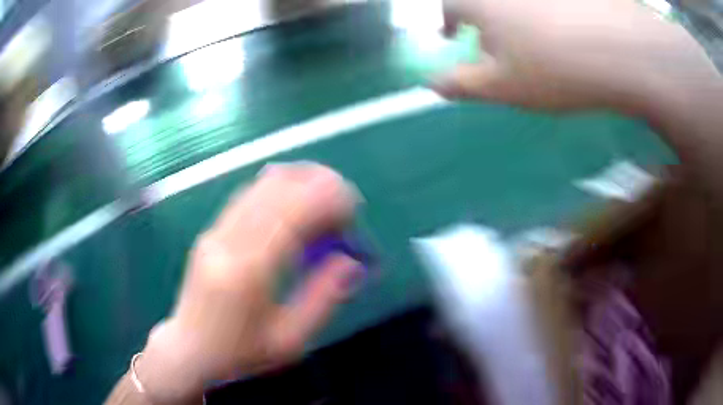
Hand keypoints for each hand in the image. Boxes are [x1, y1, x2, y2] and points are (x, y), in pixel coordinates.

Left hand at [136, 163, 360, 402]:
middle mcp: (228, 241)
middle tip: (344, 199)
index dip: (327, 200)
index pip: (292, 213)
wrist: (189, 349)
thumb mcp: (290, 340)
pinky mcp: (210, 231)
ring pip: (260, 186)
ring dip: (297, 181)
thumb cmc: (240, 353)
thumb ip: (323, 299)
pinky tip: (293, 201)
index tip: (353, 207)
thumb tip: (352, 262)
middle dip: (317, 184)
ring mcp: (215, 232)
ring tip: (324, 196)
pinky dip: (276, 188)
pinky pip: (247, 196)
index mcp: (249, 271)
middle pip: (276, 189)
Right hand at [434, 0, 717, 112]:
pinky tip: (562, 27)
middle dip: (481, 18)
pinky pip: (550, 5)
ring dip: (514, 15)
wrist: (621, 53)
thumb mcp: (502, 87)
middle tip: (494, 41)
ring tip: (531, 38)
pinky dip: (547, 12)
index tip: (453, 36)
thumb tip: (432, 84)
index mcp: (482, 2)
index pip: (450, 6)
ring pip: (517, 4)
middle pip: (484, 3)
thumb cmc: (555, 71)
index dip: (447, 21)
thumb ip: (461, 84)